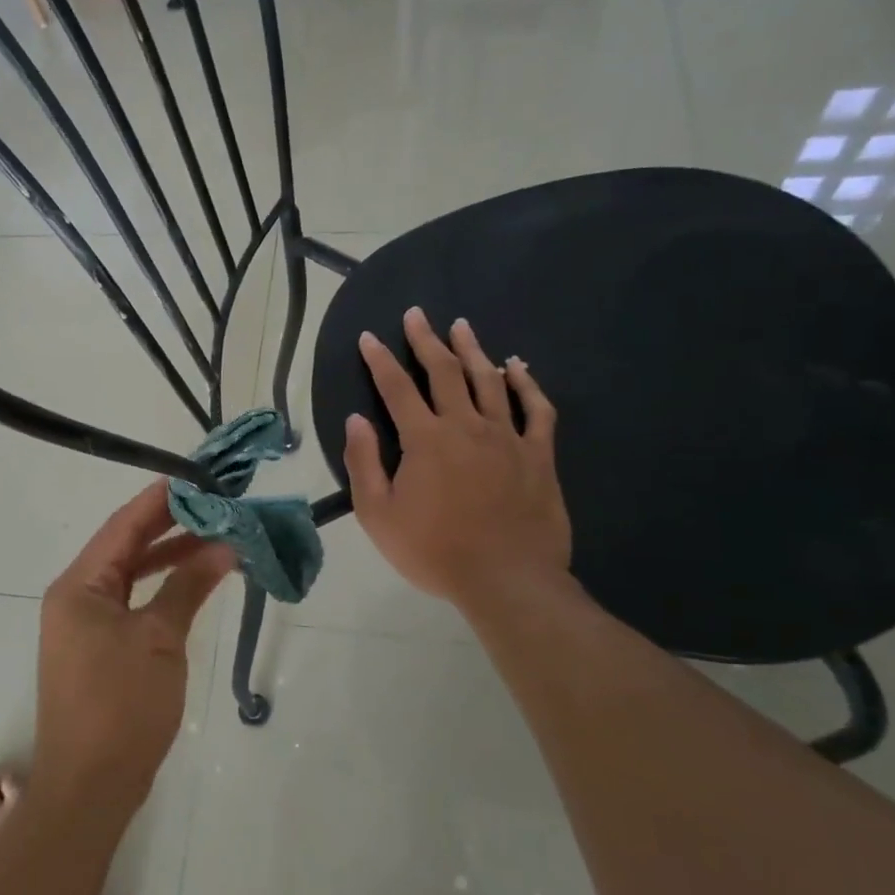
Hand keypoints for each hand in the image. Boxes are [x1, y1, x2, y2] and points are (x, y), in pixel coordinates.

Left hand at [34, 485, 236, 823]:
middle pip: (125, 547)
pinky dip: (162, 589)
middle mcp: (75, 597)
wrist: (90, 788)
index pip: (123, 526)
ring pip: (131, 575)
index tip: (197, 478)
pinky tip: (194, 581)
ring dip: (170, 557)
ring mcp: (85, 625)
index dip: (160, 500)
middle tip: (215, 505)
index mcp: (79, 586)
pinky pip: (132, 603)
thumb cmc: (121, 706)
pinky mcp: (99, 649)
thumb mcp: (159, 639)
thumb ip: (189, 586)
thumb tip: (224, 546)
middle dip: (170, 526)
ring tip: (216, 538)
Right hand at [344, 308, 571, 611]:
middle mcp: (465, 426)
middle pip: (444, 372)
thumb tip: (356, 420)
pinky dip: (526, 383)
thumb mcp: (379, 515)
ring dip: (473, 350)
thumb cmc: (434, 551)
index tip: (369, 338)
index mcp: (424, 440)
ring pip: (489, 380)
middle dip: (426, 340)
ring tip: (462, 326)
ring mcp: (506, 436)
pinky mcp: (538, 454)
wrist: (506, 579)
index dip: (380, 360)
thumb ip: (364, 463)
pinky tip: (518, 367)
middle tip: (418, 315)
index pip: (396, 388)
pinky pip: (536, 408)